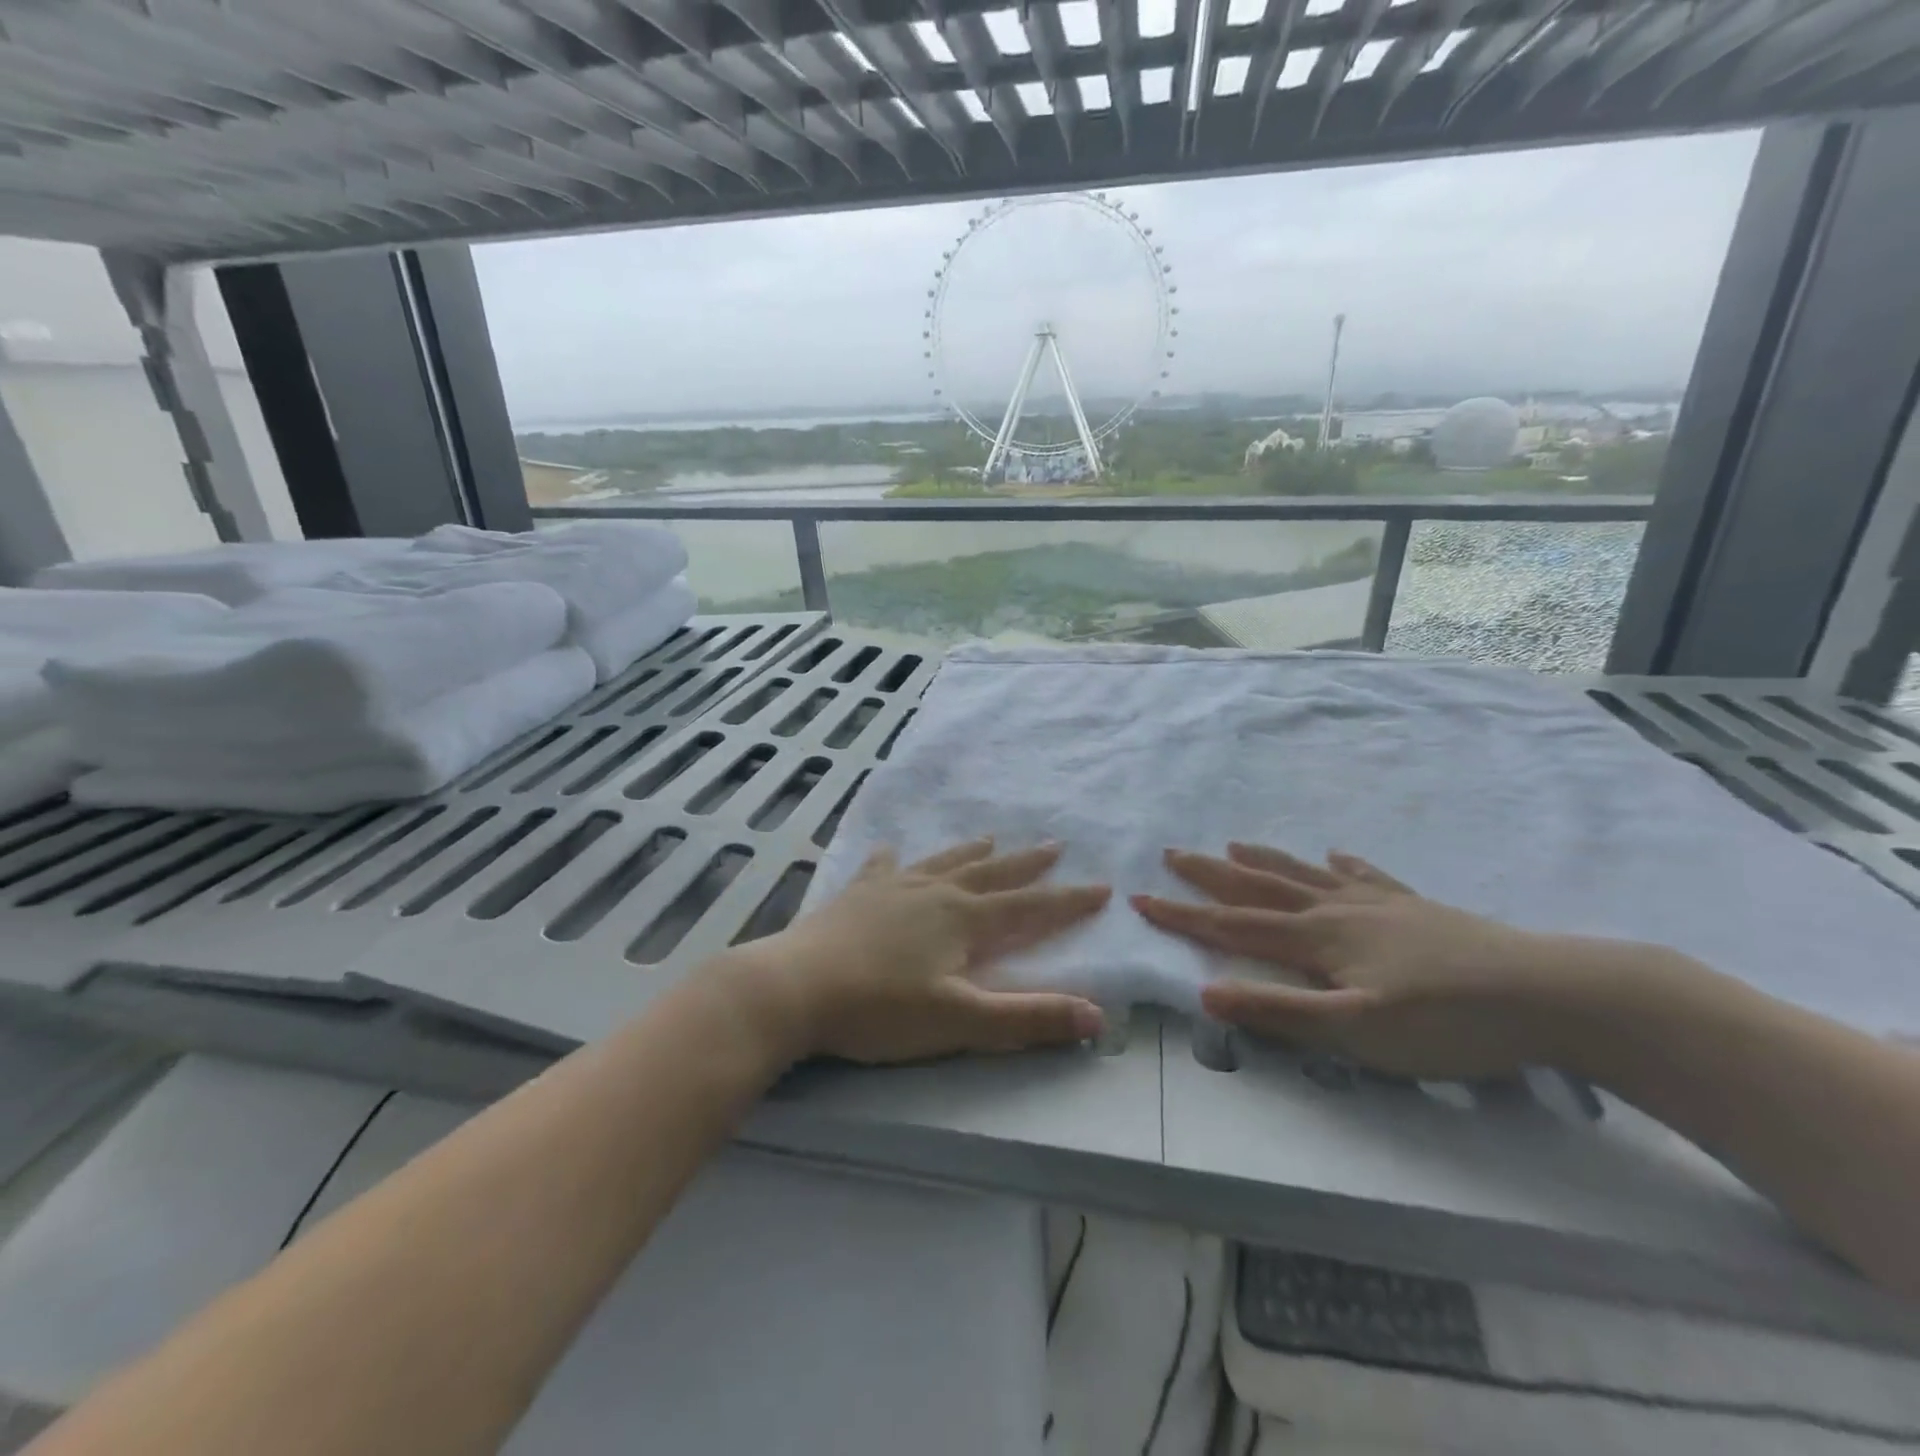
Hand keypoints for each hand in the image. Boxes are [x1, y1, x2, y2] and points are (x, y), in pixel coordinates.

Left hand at [734, 839, 1108, 1064]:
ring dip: (972, 852)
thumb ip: (1028, 1019)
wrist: (794, 988)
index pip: (1030, 908)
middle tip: (1054, 846)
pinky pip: (882, 868)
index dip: (1068, 901)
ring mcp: (893, 888)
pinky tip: (890, 850)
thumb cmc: (880, 1009)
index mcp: (964, 919)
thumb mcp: (961, 1022)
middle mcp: (934, 892)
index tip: (1101, 887)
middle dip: (1027, 864)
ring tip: (991, 838)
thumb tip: (1098, 1016)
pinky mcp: (857, 895)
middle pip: (991, 874)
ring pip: (944, 862)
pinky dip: (893, 860)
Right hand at [1133, 843, 1568, 1079]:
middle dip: (1210, 873)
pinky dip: (1343, 864)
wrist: (1548, 994)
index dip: (1183, 916)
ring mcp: (1377, 903)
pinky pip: (1366, 876)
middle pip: (1260, 886)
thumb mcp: (1356, 1030)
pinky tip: (1337, 854)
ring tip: (1234, 842)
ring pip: (1304, 874)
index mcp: (1316, 940)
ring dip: (1264, 859)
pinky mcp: (1415, 907)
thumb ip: (1280, 1013)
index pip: (1233, 926)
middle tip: (1173, 853)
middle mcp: (1336, 910)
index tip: (1140, 899)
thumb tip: (1205, 995)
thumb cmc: (1445, 1022)